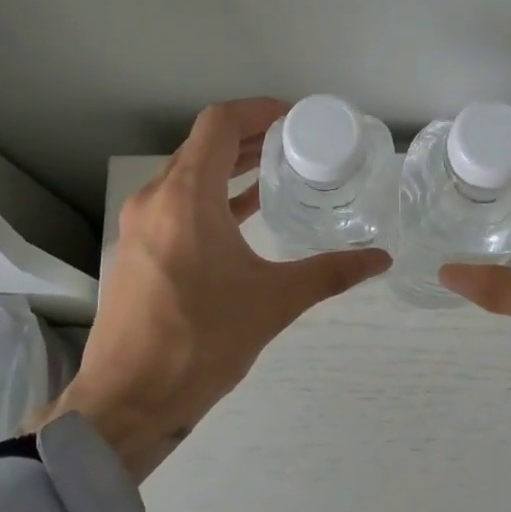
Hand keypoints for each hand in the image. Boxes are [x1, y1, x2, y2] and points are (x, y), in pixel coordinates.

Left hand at [38, 98, 390, 480]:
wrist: (129, 400)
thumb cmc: (201, 342)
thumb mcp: (273, 302)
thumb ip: (330, 273)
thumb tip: (381, 259)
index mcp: (185, 198)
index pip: (218, 124)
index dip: (257, 111)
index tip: (293, 117)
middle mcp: (155, 200)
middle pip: (201, 146)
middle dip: (248, 137)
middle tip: (294, 141)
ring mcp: (140, 226)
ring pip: (187, 176)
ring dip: (228, 168)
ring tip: (274, 169)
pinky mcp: (138, 251)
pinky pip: (176, 205)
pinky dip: (210, 197)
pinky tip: (243, 213)